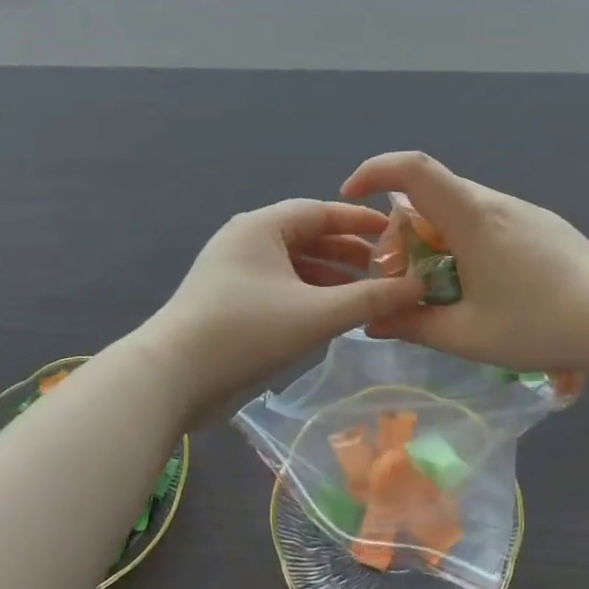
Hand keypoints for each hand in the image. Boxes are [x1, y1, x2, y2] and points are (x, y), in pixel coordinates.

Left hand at [142, 199, 425, 407]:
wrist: (171, 377)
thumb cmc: (246, 331)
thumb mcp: (316, 314)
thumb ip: (370, 299)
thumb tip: (417, 286)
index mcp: (262, 226)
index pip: (321, 211)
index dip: (360, 221)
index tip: (395, 234)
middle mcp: (246, 240)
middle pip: (307, 237)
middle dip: (348, 254)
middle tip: (386, 270)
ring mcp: (233, 271)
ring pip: (293, 265)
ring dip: (329, 279)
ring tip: (365, 296)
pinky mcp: (228, 301)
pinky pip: (278, 287)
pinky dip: (307, 296)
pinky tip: (330, 316)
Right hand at [341, 152, 588, 374]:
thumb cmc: (540, 325)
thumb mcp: (467, 336)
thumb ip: (412, 325)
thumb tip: (373, 320)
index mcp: (472, 218)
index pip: (413, 168)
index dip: (375, 170)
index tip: (351, 196)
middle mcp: (494, 203)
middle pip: (432, 194)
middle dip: (403, 229)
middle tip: (401, 276)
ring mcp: (522, 211)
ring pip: (460, 209)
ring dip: (436, 238)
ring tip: (441, 287)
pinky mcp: (542, 224)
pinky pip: (487, 220)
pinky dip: (464, 240)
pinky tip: (481, 284)